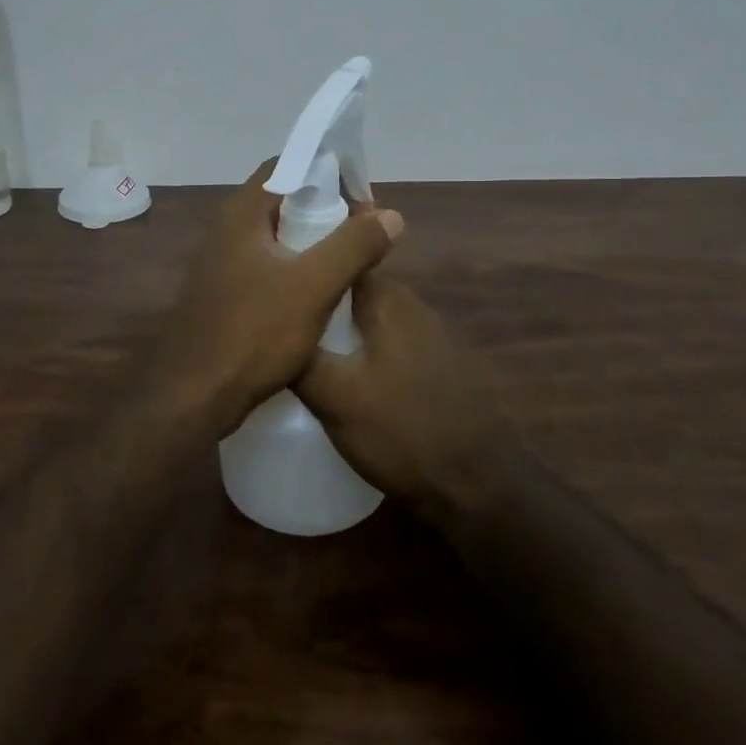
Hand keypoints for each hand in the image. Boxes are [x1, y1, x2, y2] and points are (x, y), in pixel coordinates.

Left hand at [154, 159, 404, 437]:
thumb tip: (390, 215)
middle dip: (324, 209)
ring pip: (275, 238)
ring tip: (351, 257)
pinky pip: (267, 267)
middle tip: (364, 227)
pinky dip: (295, 269)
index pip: (285, 167)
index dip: (325, 171)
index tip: (361, 192)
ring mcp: (221, 265)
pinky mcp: (224, 295)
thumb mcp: (313, 286)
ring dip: (312, 241)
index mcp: (241, 215)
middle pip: (282, 202)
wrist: (195, 396)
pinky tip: (320, 292)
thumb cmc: (253, 333)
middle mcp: (226, 231)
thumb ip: (353, 246)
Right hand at [292, 273, 514, 510]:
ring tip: (302, 348)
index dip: (306, 264)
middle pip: (354, 289)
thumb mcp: (334, 397)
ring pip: (372, 319)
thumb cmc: (401, 431)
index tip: (273, 281)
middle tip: (279, 320)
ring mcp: (432, 337)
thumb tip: (269, 327)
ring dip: (342, 328)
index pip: (341, 258)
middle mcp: (414, 307)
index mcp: (389, 301)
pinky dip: (364, 351)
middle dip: (320, 300)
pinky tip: (346, 378)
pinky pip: (388, 344)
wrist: (477, 486)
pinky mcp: (440, 367)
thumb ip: (300, 355)